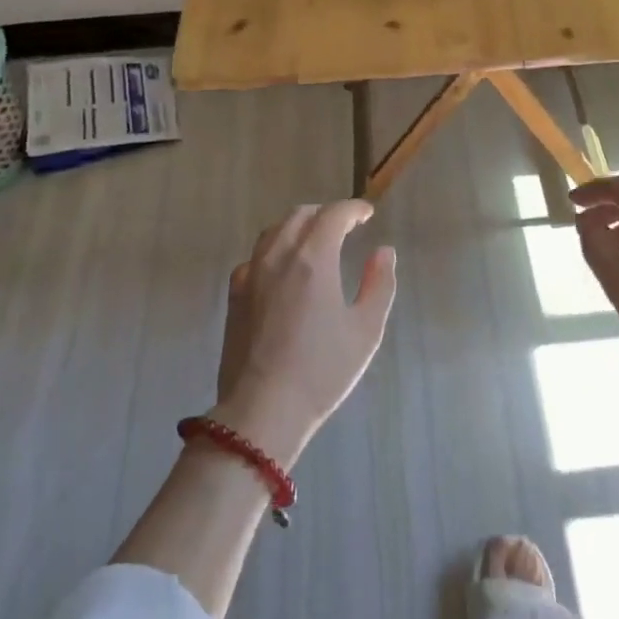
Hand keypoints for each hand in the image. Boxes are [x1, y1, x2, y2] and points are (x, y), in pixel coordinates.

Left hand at [209, 201, 398, 465]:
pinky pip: (256, 256)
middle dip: (326, 214)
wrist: (262, 410)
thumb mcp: (365, 330)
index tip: (367, 214)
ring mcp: (251, 274)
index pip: (333, 214)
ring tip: (315, 241)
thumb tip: (383, 252)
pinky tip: (283, 269)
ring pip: (274, 231)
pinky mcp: (235, 294)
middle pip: (300, 215)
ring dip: (299, 226)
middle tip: (346, 227)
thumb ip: (379, 284)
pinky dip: (275, 249)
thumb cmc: (321, 370)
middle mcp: (279, 255)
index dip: (353, 209)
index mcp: (313, 258)